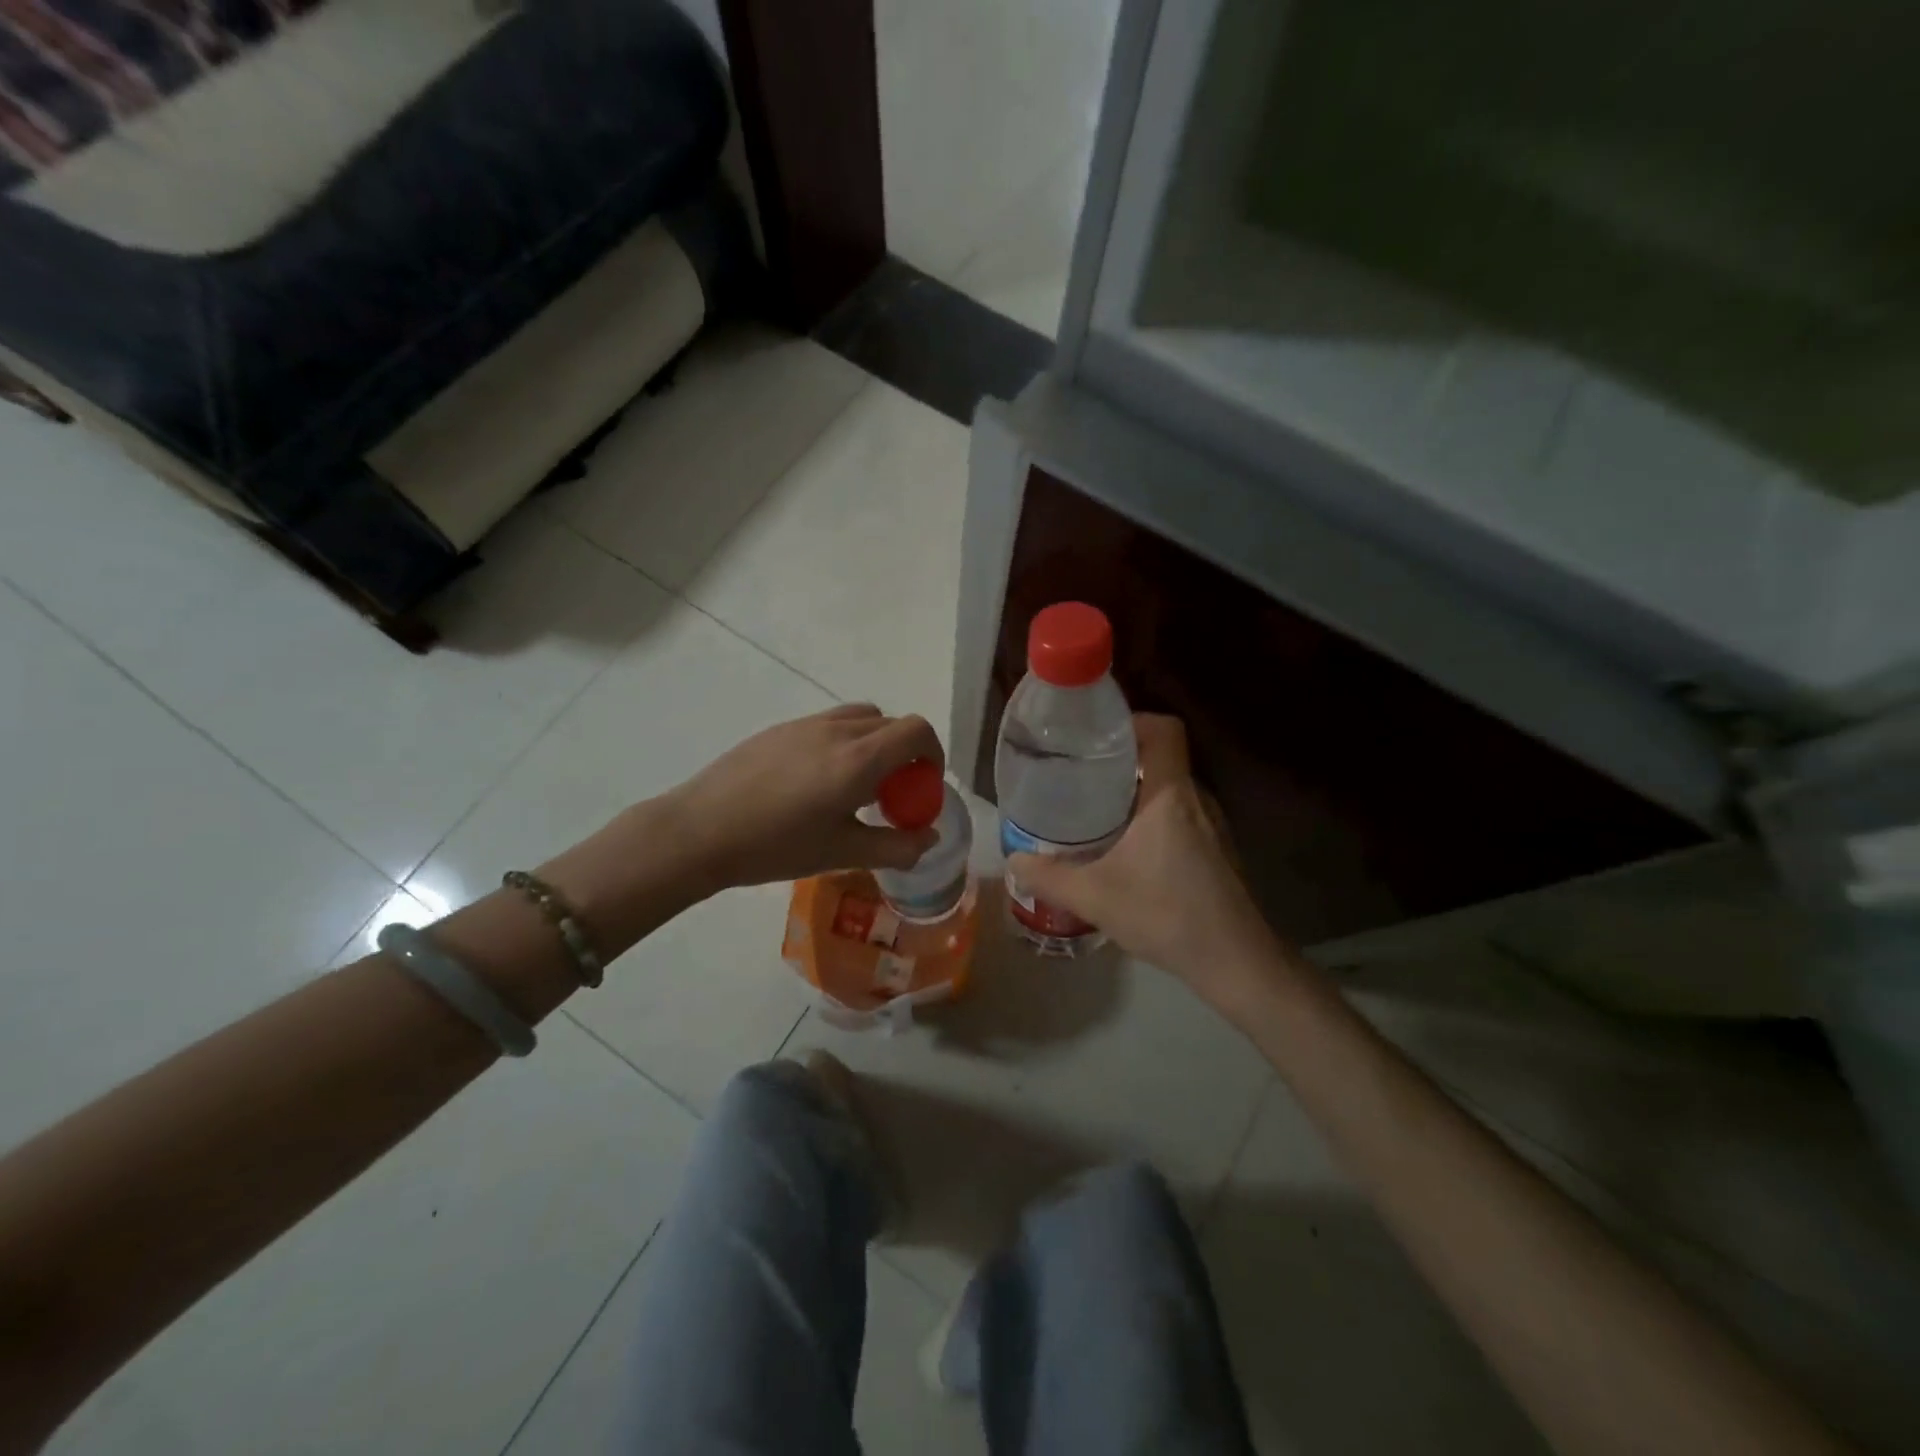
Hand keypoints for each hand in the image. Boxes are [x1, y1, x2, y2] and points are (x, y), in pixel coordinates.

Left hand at [664, 704, 944, 890]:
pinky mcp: (781, 728)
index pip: (917, 731)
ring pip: (861, 718)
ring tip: (856, 785)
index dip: (933, 754)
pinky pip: (830, 723)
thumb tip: (929, 836)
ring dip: (875, 744)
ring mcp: (806, 724)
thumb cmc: (775, 846)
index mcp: (859, 759)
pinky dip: (845, 742)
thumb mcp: (841, 853)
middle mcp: (838, 730)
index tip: (924, 787)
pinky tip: (817, 781)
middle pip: (892, 724)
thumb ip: (895, 846)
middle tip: (891, 796)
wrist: (699, 831)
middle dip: (906, 754)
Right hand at [1008, 715, 1293, 1009]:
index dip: (1132, 722)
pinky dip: (1149, 817)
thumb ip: (1049, 877)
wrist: (1234, 962)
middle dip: (1121, 759)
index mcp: (1170, 795)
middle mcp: (1195, 800)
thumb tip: (1014, 860)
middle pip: (1162, 757)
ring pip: (1169, 789)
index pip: (1164, 729)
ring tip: (1093, 807)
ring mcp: (1210, 826)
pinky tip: (1123, 847)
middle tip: (1080, 773)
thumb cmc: (1166, 914)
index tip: (1095, 737)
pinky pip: (1178, 815)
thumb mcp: (1095, 896)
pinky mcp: (1215, 851)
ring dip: (1135, 791)